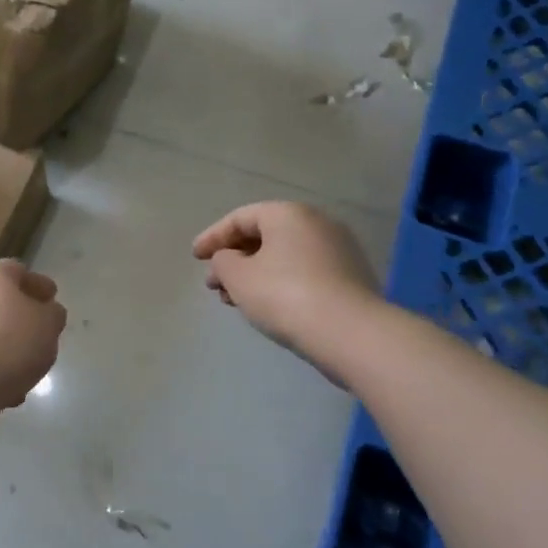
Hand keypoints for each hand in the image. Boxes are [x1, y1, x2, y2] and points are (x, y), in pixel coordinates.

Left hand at [0, 260, 66, 434]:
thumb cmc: (9, 341)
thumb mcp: (48, 324)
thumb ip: (52, 314)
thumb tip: (47, 312)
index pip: (17, 270)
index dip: (37, 283)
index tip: (52, 297)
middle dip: (20, 315)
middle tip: (41, 331)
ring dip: (6, 344)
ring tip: (28, 365)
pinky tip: (8, 388)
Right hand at [192, 202, 378, 357]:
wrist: (351, 334)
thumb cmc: (285, 295)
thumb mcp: (238, 277)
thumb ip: (223, 261)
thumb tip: (228, 260)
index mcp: (288, 214)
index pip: (240, 218)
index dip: (213, 237)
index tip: (195, 258)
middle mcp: (316, 223)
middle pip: (264, 236)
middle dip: (234, 259)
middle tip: (214, 283)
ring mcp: (339, 250)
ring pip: (284, 256)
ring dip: (254, 274)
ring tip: (234, 301)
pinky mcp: (350, 278)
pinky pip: (304, 272)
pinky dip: (279, 283)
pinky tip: (266, 307)